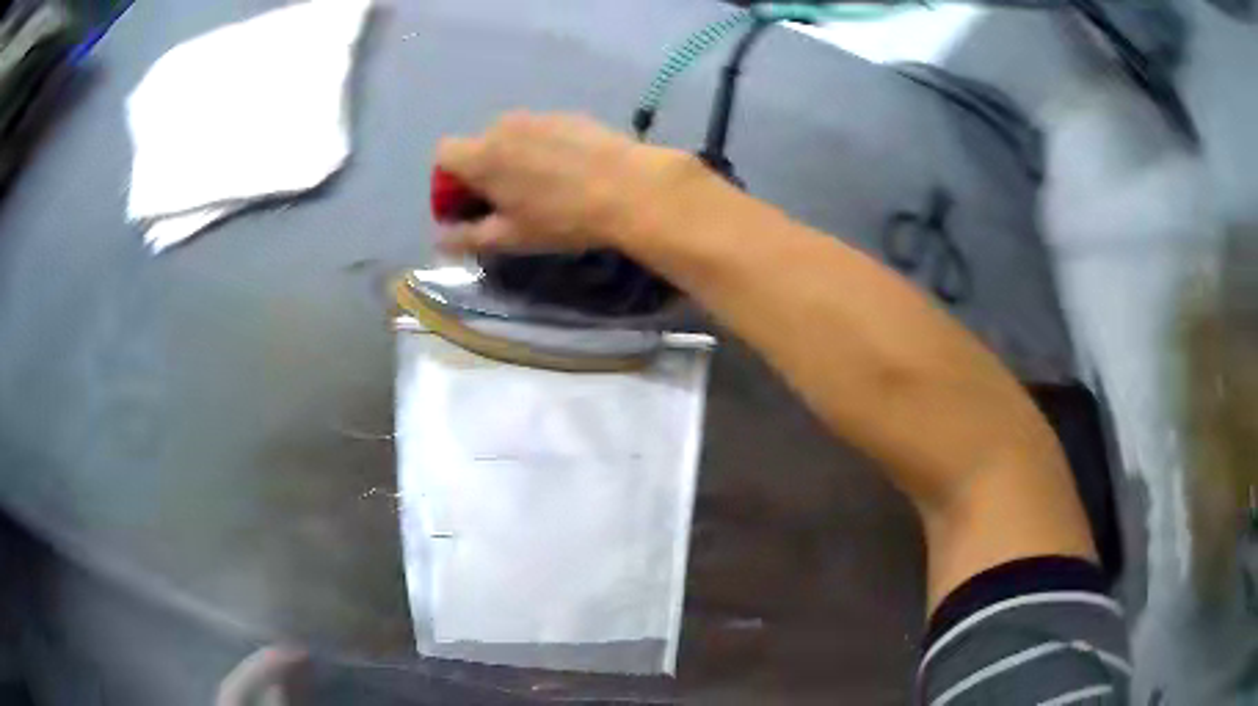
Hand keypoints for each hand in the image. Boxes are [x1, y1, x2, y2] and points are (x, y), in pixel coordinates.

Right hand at [434, 112, 699, 253]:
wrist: (630, 188)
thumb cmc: (562, 218)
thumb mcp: (510, 237)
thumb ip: (467, 237)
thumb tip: (440, 240)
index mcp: (481, 154)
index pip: (443, 154)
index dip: (449, 181)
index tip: (470, 204)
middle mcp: (504, 126)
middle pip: (478, 145)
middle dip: (483, 171)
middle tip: (509, 201)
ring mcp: (539, 116)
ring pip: (511, 137)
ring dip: (514, 158)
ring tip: (544, 187)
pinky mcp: (569, 115)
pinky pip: (541, 131)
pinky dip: (543, 148)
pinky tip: (570, 172)